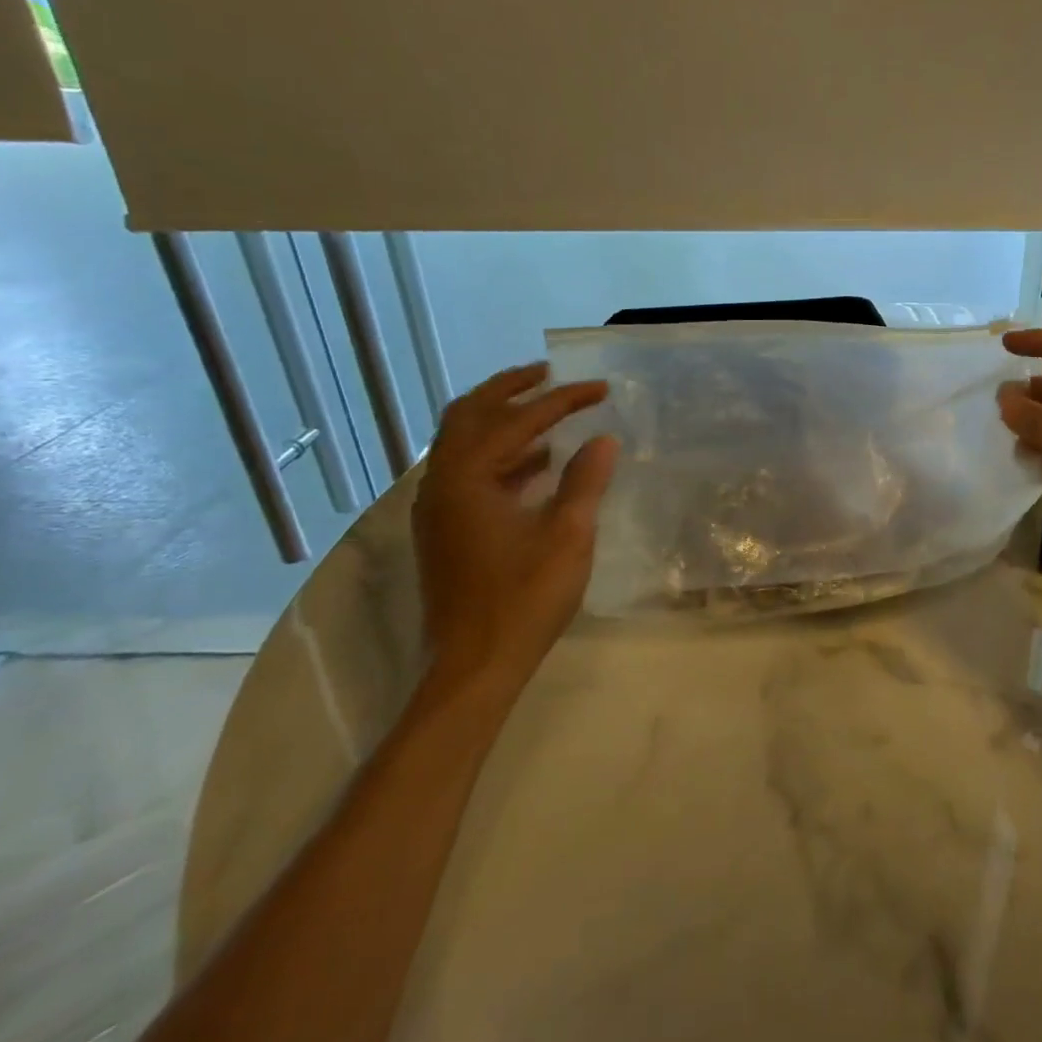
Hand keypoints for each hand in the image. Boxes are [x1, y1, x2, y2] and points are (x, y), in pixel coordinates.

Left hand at [411, 362, 617, 686]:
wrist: (474, 666)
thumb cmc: (524, 598)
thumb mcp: (567, 536)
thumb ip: (585, 481)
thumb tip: (603, 439)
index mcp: (467, 478)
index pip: (518, 420)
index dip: (563, 400)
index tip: (600, 388)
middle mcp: (442, 483)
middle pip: (469, 414)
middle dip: (510, 388)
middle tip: (549, 375)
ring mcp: (438, 507)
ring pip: (464, 442)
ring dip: (502, 420)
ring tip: (546, 411)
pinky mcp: (445, 529)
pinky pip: (469, 471)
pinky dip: (501, 455)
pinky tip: (537, 465)